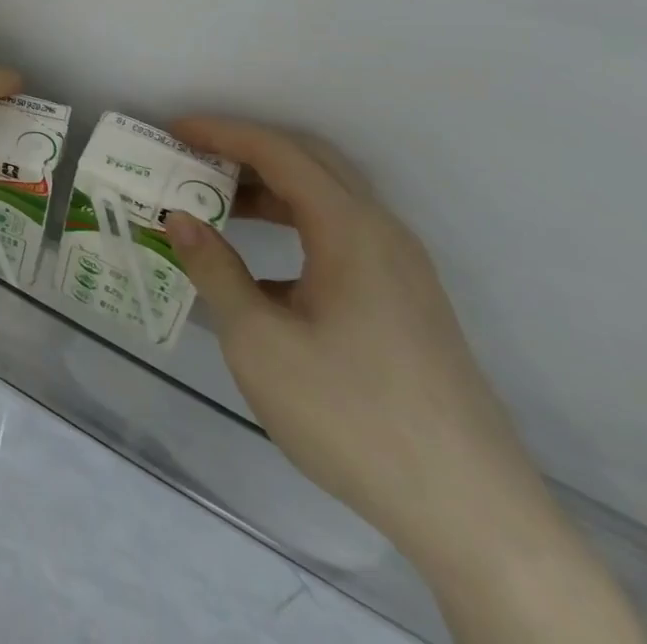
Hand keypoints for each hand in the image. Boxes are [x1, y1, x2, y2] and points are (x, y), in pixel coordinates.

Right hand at [161, 119, 646, 643]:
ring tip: (217, 205)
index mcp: (350, 229)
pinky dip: (294, 223)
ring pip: (329, 198)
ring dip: (270, 188)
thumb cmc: (352, 415)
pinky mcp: (407, 302)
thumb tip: (178, 219)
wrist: (472, 516)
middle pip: (310, 161)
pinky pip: (343, 234)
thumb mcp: (259, 341)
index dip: (221, 132)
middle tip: (192, 158)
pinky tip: (262, 266)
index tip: (173, 130)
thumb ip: (214, 270)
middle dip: (246, 150)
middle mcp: (382, 233)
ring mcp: (402, 268)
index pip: (278, 152)